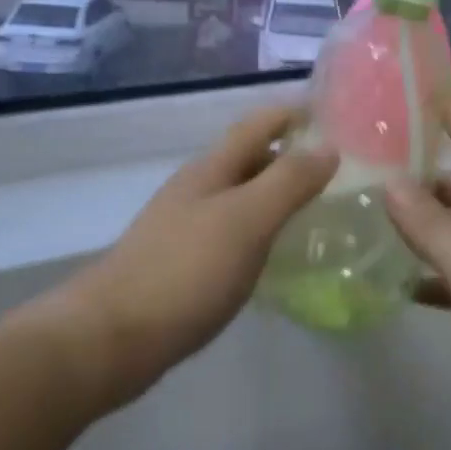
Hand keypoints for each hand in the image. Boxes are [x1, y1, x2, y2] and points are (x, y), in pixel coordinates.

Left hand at [60, 106, 336, 407]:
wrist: (114, 335)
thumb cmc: (186, 270)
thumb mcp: (246, 220)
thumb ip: (288, 182)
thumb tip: (328, 146)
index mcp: (210, 170)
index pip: (257, 125)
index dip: (291, 114)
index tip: (330, 114)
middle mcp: (196, 190)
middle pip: (247, 159)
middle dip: (287, 156)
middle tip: (336, 169)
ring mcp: (184, 227)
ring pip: (238, 197)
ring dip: (273, 195)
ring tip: (315, 209)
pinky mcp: (181, 263)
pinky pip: (230, 232)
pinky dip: (258, 231)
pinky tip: (273, 253)